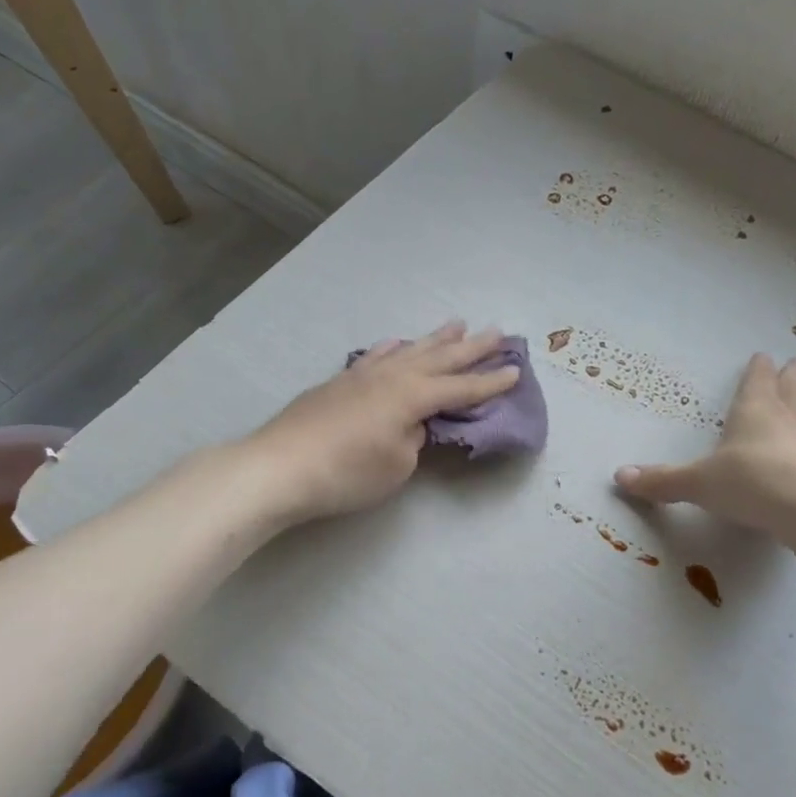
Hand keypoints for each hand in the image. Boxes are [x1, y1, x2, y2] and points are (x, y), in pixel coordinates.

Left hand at [246, 322, 519, 524]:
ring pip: (409, 350)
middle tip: (498, 332)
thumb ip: (414, 438)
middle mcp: (392, 376)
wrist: (279, 466)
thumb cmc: (346, 472)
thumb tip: (413, 422)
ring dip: (435, 339)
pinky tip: (396, 343)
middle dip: (472, 347)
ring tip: (457, 324)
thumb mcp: (397, 464)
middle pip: (440, 358)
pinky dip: (392, 348)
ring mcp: (363, 375)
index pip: (461, 388)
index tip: (516, 370)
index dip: (490, 382)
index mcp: (412, 396)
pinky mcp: (339, 382)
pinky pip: (376, 356)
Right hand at [615, 354, 795, 537]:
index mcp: (753, 407)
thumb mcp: (697, 483)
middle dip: (794, 374)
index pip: (758, 377)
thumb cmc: (748, 482)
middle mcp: (788, 413)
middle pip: (794, 384)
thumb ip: (661, 480)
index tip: (762, 357)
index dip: (759, 368)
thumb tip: (618, 476)